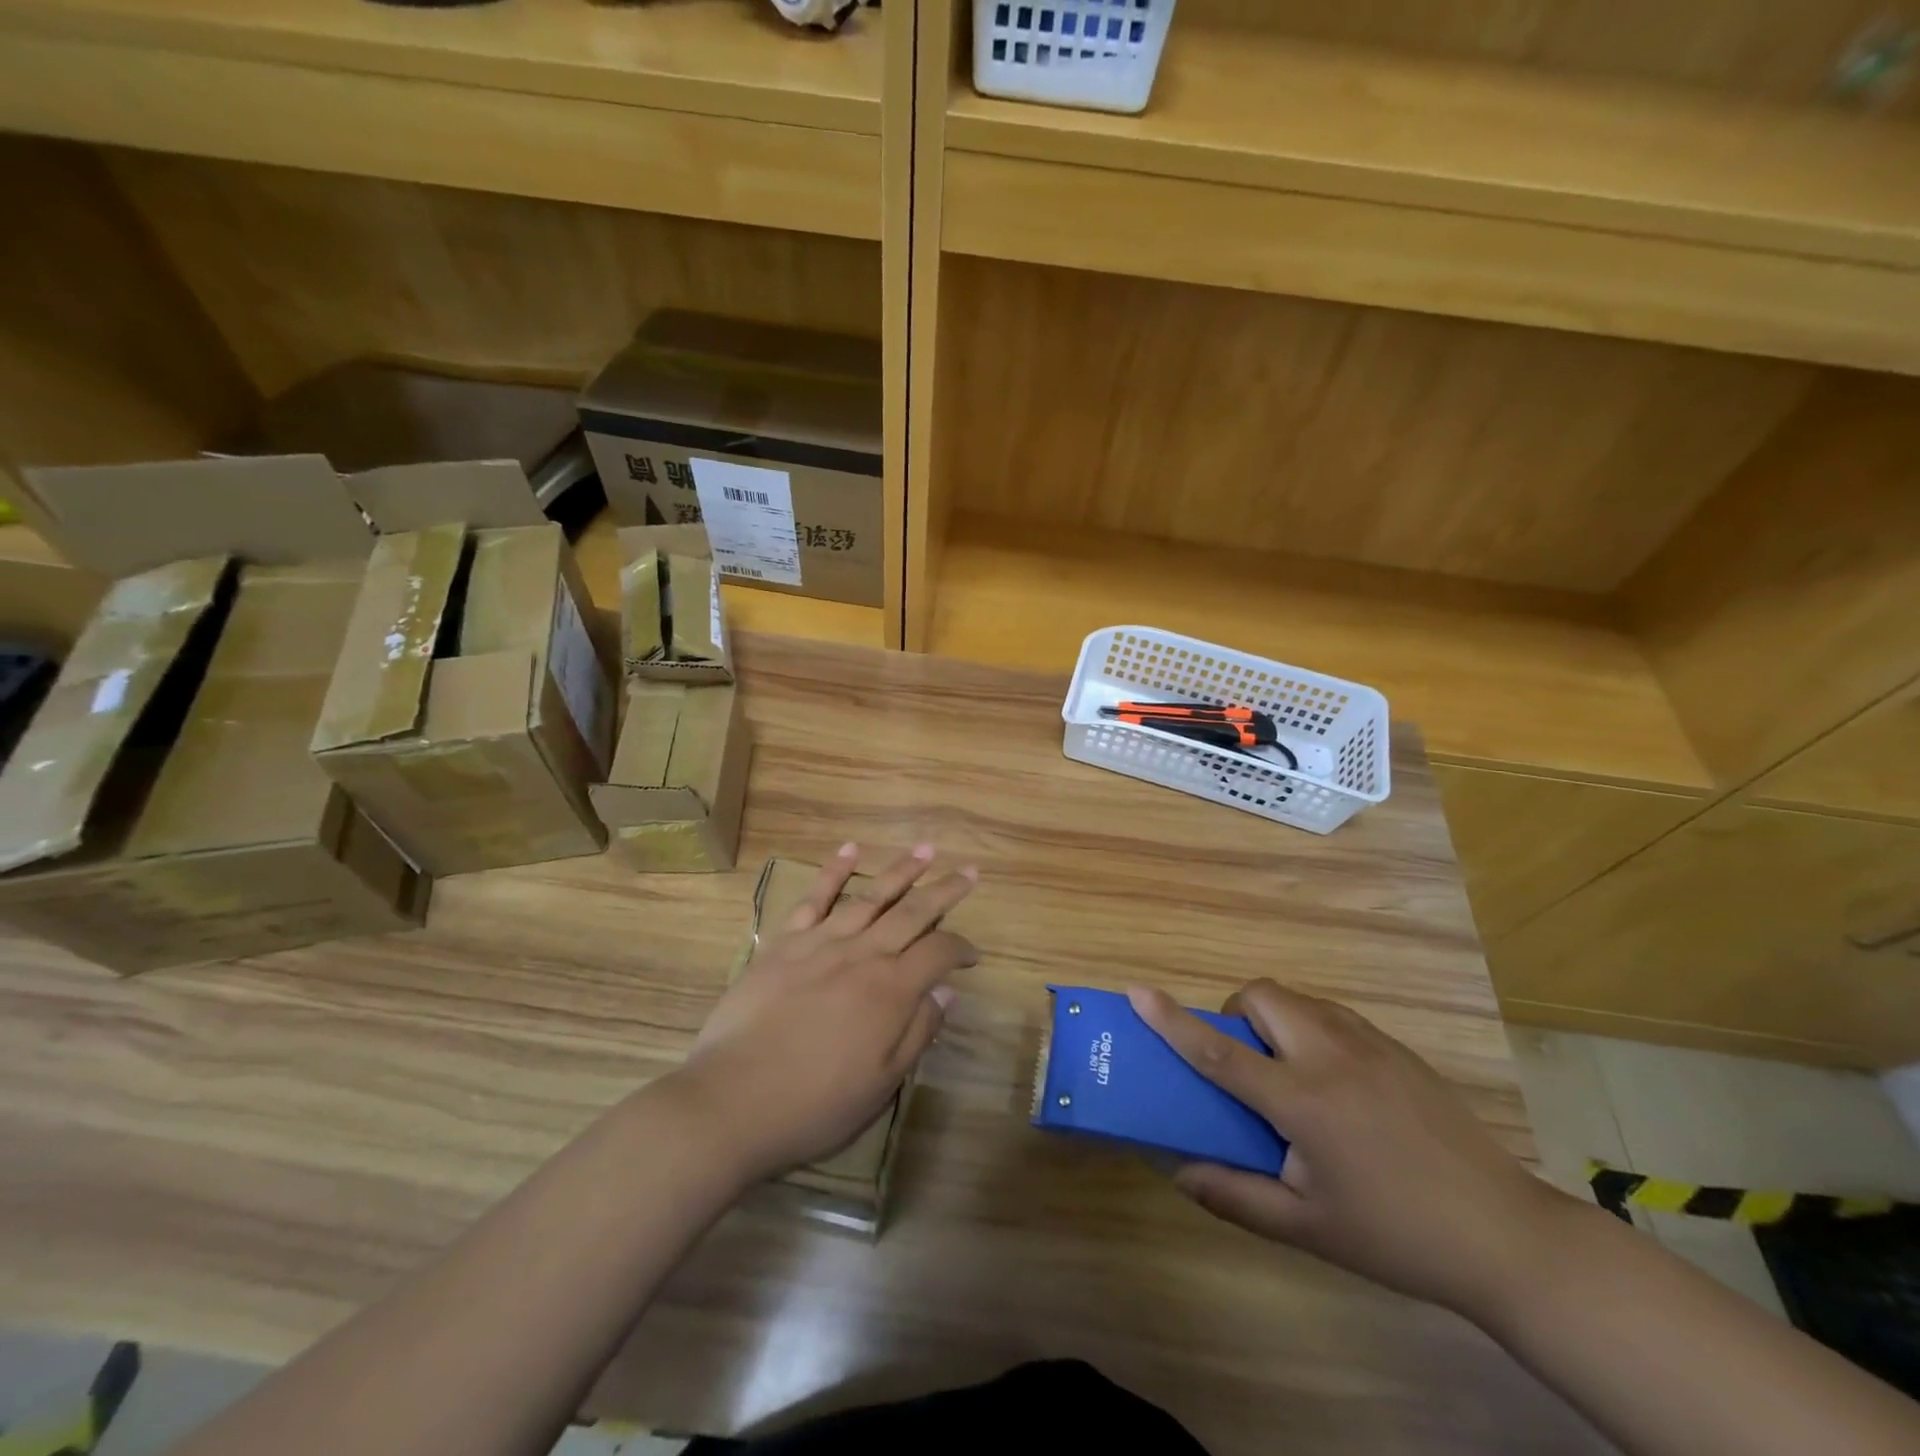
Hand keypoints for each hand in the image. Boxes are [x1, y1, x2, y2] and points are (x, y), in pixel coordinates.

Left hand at [668, 844, 977, 1185]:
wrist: (734, 1099)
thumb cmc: (816, 1103)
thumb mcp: (881, 1082)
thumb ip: (918, 1031)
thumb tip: (946, 991)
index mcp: (891, 990)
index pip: (939, 953)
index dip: (961, 949)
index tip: (972, 956)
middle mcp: (863, 954)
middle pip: (913, 912)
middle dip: (945, 890)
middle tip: (970, 871)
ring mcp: (822, 942)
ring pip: (871, 896)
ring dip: (902, 871)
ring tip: (926, 850)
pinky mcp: (785, 941)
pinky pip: (815, 898)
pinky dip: (834, 871)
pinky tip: (851, 849)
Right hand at [1130, 978, 1571, 1321]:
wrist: (1506, 1236)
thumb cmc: (1396, 1235)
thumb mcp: (1307, 1228)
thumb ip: (1234, 1195)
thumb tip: (1178, 1168)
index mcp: (1303, 1101)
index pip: (1220, 1052)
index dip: (1172, 1021)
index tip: (1137, 992)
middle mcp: (1331, 1056)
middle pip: (1260, 996)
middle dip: (1235, 1016)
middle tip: (1247, 1066)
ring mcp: (1370, 1044)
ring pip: (1297, 998)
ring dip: (1274, 1019)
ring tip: (1288, 1074)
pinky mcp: (1397, 1047)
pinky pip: (1332, 1014)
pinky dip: (1310, 1028)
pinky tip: (1335, 1082)